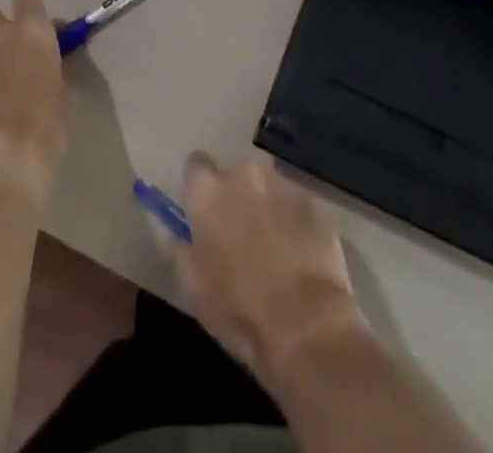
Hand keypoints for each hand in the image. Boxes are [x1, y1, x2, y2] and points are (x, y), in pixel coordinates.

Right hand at [173, 151, 369, 384]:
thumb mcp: (194, 288)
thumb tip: (178, 234)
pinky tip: (301, 254)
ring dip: (267, 207)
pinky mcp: (314, 202)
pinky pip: (297, 205)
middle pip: (236, 174)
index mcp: (209, 192)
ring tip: (274, 247)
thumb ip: (182, 250)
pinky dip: (295, 221)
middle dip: (237, 197)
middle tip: (240, 234)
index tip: (203, 211)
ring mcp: (282, 185)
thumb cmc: (238, 310)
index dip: (199, 188)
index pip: (196, 164)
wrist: (305, 326)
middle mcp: (244, 175)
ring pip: (268, 188)